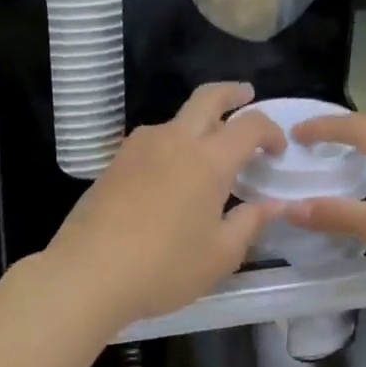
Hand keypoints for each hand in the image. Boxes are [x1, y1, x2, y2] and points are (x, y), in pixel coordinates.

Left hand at [45, 83, 285, 328]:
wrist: (88, 273)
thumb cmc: (164, 267)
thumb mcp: (220, 255)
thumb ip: (251, 223)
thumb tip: (275, 205)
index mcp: (208, 160)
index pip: (249, 126)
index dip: (270, 131)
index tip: (277, 150)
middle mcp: (174, 141)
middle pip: (207, 98)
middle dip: (231, 93)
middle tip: (246, 95)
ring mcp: (138, 148)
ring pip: (175, 120)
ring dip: (197, 123)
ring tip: (207, 151)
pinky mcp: (114, 163)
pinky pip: (152, 142)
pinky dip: (171, 145)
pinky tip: (170, 176)